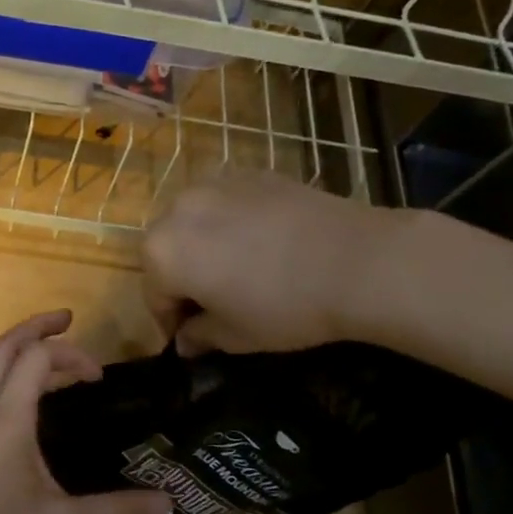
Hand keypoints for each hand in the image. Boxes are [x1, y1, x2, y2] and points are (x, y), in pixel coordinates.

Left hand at [0, 310, 171, 513]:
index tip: (98, 378)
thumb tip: (169, 503)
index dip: (71, 356)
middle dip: (35, 327)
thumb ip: (119, 509)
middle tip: (68, 319)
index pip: (35, 359)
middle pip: (2, 348)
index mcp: (5, 421)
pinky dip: (6, 373)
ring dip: (18, 349)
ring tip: (52, 354)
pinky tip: (27, 397)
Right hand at [142, 173, 422, 355]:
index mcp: (162, 252)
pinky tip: (263, 244)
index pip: (154, 295)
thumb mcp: (236, 335)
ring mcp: (214, 184)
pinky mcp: (250, 173)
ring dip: (203, 246)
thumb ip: (200, 335)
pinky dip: (231, 224)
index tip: (190, 339)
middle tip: (213, 304)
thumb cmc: (285, 307)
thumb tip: (185, 340)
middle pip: (168, 251)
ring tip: (238, 270)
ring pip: (194, 222)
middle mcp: (178, 210)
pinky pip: (226, 203)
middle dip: (182, 278)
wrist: (357, 260)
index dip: (170, 322)